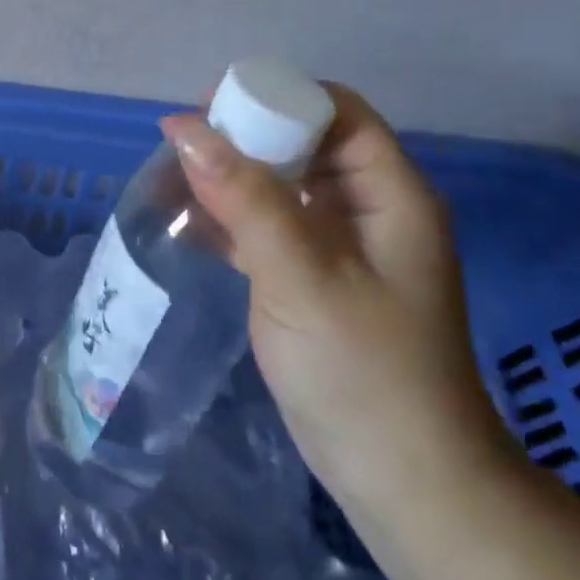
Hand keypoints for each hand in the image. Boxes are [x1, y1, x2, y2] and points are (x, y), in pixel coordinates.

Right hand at [160, 84, 512, 510]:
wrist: (403, 481)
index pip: (336, 112)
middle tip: (182, 147)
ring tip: (175, 178)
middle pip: (305, 143)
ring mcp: (343, 247)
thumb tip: (185, 127)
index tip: (212, 110)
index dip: (276, 98)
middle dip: (245, 136)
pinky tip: (191, 224)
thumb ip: (245, 198)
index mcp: (390, 194)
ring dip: (233, 177)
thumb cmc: (363, 372)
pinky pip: (271, 226)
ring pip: (283, 185)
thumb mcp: (302, 276)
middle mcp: (370, 209)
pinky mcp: (316, 279)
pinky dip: (233, 218)